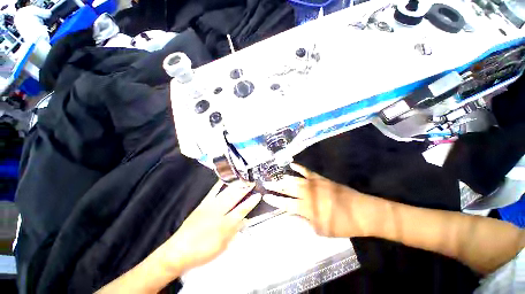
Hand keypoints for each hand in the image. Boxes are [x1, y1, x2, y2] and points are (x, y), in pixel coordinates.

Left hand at [162, 181, 260, 271]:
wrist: (178, 251)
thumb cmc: (203, 251)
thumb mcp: (223, 245)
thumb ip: (235, 231)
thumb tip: (244, 219)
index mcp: (224, 225)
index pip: (241, 211)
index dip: (251, 202)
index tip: (258, 195)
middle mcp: (217, 213)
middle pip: (234, 197)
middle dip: (244, 189)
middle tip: (252, 182)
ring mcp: (209, 206)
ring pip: (225, 192)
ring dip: (235, 185)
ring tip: (242, 178)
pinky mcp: (203, 204)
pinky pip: (213, 191)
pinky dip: (220, 184)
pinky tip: (224, 179)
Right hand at [263, 164, 373, 237]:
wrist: (361, 211)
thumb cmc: (342, 224)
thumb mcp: (321, 230)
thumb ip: (305, 222)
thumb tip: (293, 215)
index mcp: (307, 208)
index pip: (286, 204)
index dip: (275, 201)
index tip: (266, 197)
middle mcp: (307, 193)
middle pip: (287, 189)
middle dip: (275, 187)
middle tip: (266, 184)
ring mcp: (314, 184)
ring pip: (295, 179)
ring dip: (284, 178)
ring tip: (275, 177)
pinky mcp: (320, 178)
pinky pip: (307, 171)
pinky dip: (298, 167)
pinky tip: (292, 164)